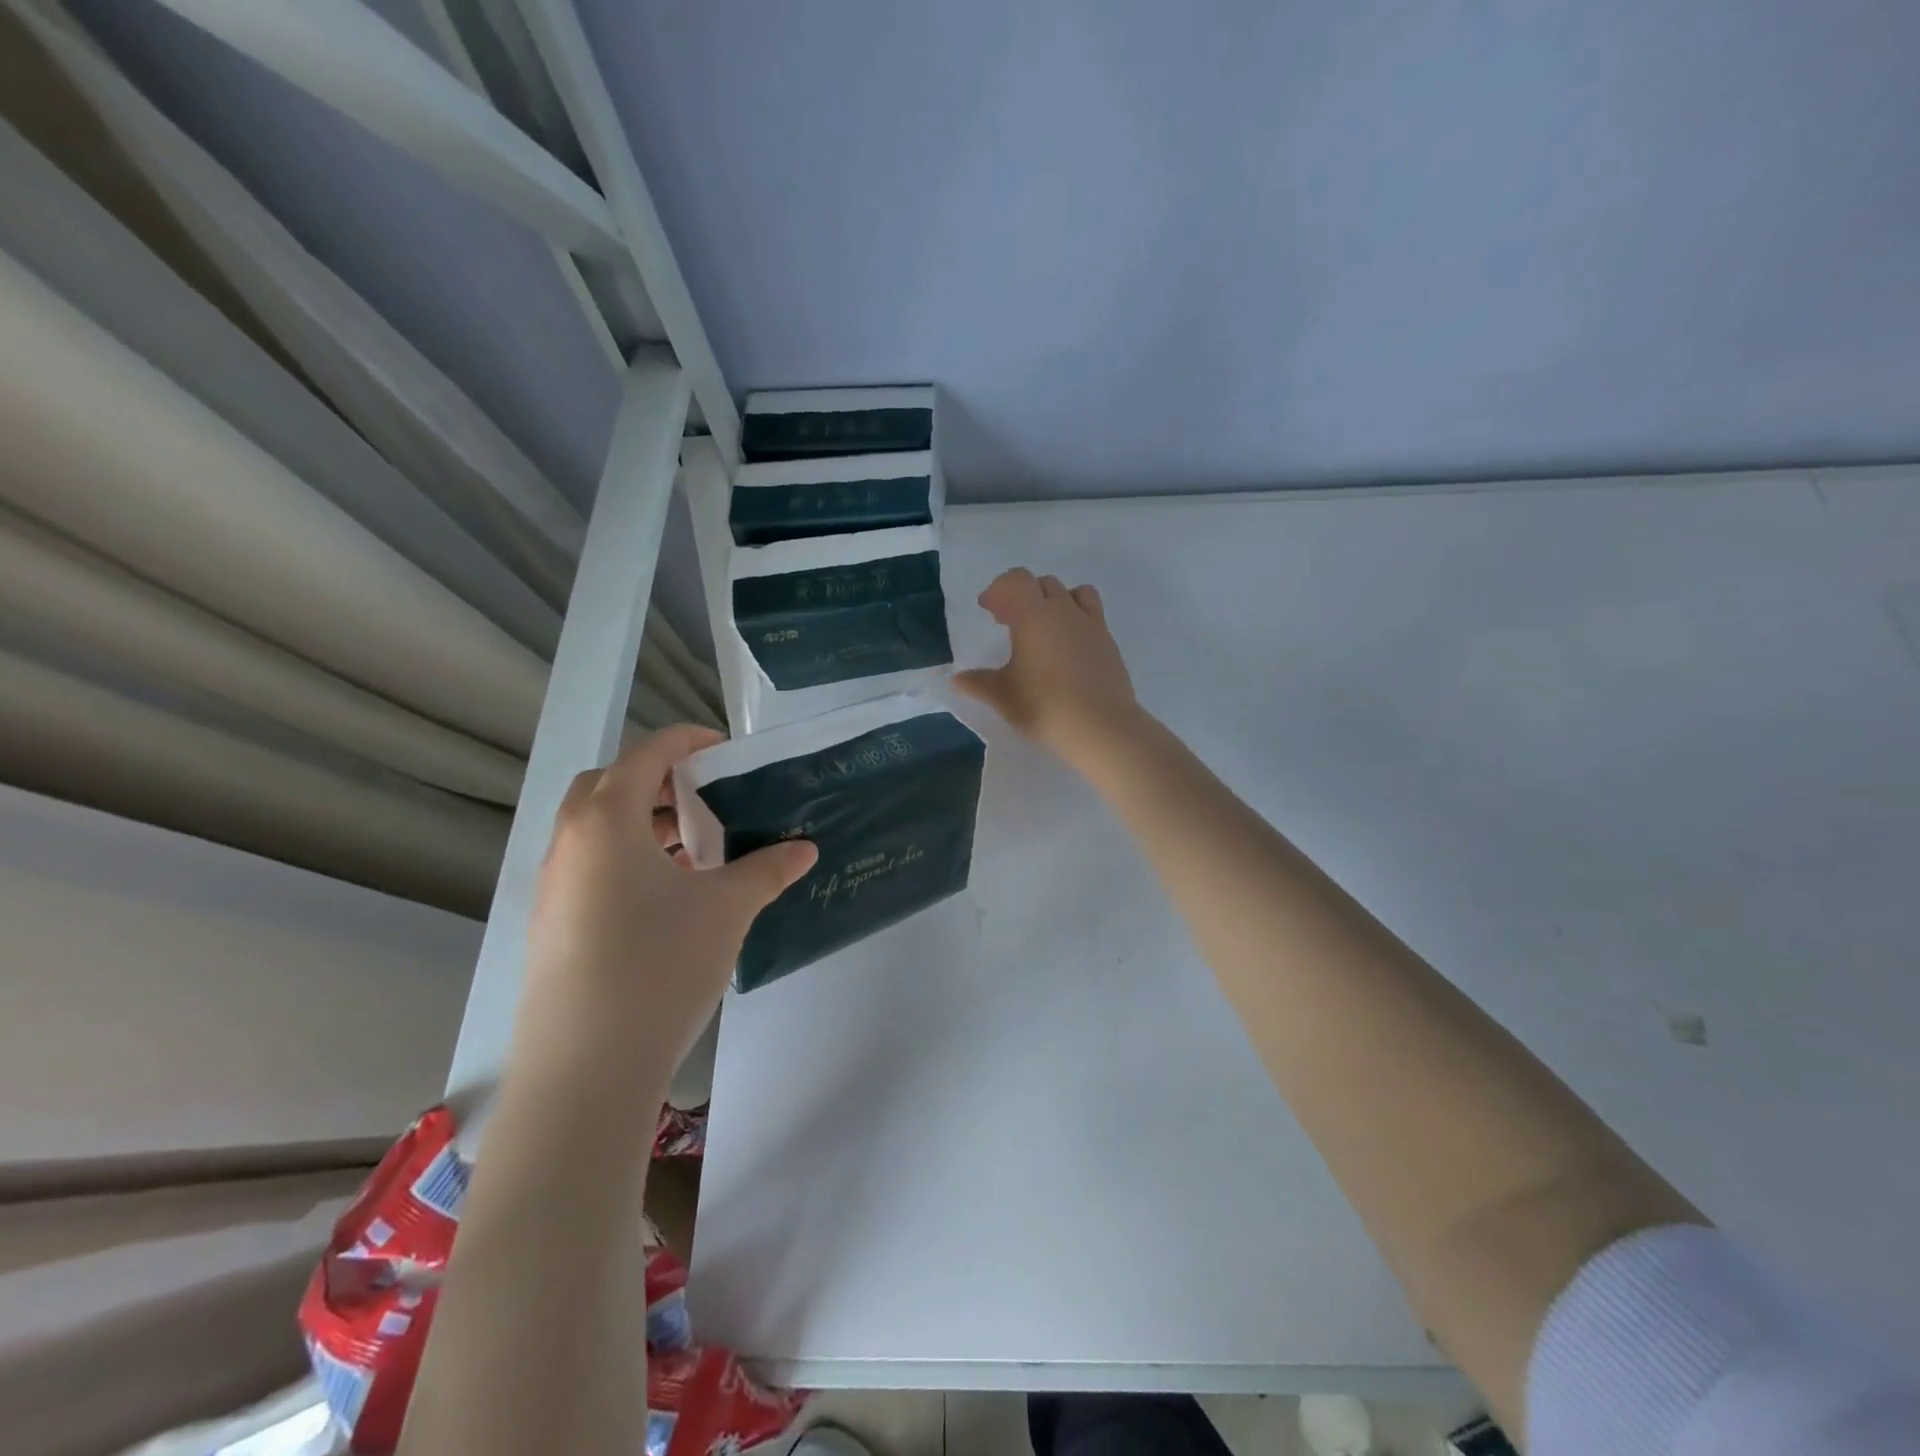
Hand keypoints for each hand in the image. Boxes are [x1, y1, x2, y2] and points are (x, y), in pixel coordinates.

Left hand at [513, 726, 816, 1099]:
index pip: (647, 754)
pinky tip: (669, 896)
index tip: (727, 750)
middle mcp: (570, 842)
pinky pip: (590, 866)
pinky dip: (628, 859)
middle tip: (705, 798)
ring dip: (644, 823)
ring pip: (597, 829)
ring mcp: (553, 886)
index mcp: (607, 820)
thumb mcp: (726, 908)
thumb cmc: (659, 964)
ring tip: (695, 849)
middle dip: (658, 780)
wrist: (585, 1067)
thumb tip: (804, 848)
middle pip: (610, 784)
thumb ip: (767, 869)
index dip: (689, 742)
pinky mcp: (551, 923)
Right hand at [955, 568, 1145, 769]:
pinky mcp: (1109, 642)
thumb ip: (978, 683)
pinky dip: (1076, 619)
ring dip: (1055, 600)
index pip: (1016, 580)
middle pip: (1043, 584)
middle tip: (1009, 622)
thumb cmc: (1044, 706)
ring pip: (1073, 593)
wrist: (1101, 726)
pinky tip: (1069, 647)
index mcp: (1034, 615)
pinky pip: (1092, 614)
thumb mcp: (1003, 697)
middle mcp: (1064, 611)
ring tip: (1045, 627)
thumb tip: (957, 679)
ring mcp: (1091, 624)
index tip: (988, 610)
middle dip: (1023, 595)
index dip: (999, 589)